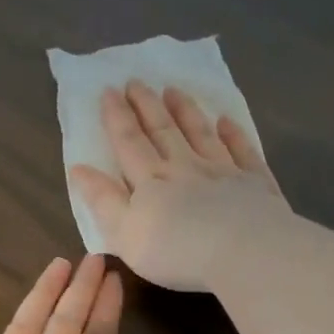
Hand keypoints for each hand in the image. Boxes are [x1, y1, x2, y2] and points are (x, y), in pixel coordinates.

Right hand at [69, 82, 291, 291]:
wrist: (244, 252)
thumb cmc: (177, 251)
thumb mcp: (125, 234)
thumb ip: (102, 200)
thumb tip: (78, 169)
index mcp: (151, 181)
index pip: (129, 143)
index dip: (117, 117)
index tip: (109, 90)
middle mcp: (185, 167)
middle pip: (163, 131)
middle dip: (147, 105)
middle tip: (136, 81)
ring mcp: (223, 172)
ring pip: (201, 133)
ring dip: (185, 111)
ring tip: (174, 90)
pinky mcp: (255, 183)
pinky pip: (242, 151)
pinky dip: (233, 134)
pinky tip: (227, 121)